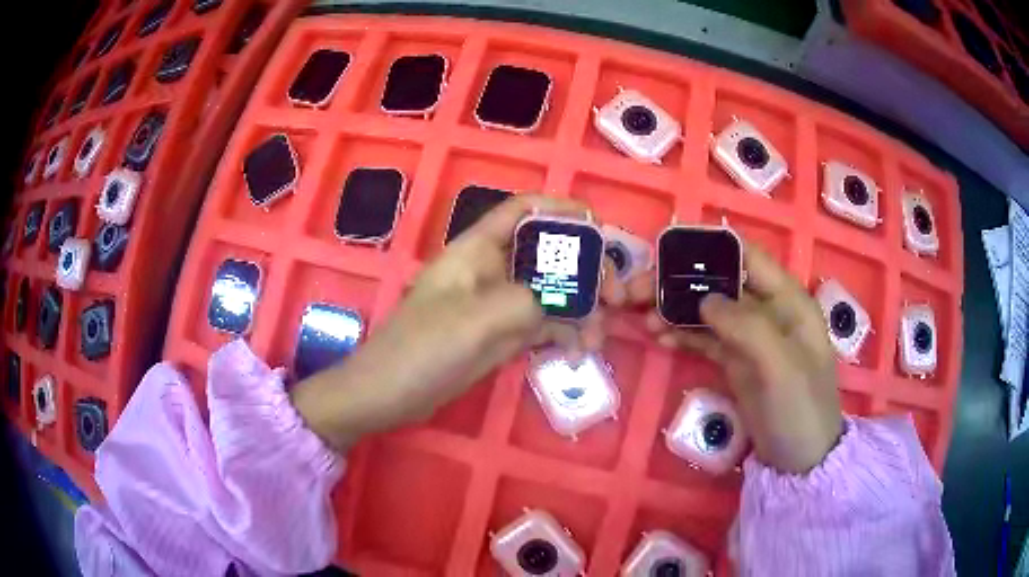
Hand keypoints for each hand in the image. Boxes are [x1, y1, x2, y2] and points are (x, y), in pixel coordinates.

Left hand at [291, 195, 621, 450]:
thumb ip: (529, 300)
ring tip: (598, 339)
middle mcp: (491, 269)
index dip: (562, 210)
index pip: (524, 211)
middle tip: (615, 297)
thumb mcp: (478, 320)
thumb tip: (569, 299)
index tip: (600, 229)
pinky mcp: (501, 333)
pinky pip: (542, 324)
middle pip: (548, 253)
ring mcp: (498, 303)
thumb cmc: (422, 349)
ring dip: (580, 310)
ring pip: (551, 292)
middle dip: (586, 270)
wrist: (390, 394)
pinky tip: (578, 354)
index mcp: (477, 249)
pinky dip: (564, 334)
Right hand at [632, 244, 842, 473]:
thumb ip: (747, 327)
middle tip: (640, 292)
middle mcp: (768, 311)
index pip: (749, 257)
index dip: (711, 249)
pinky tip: (660, 338)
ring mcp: (750, 337)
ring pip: (708, 310)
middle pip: (721, 283)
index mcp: (788, 300)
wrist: (800, 460)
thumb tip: (705, 298)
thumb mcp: (781, 367)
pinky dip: (683, 334)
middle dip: (681, 282)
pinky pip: (705, 338)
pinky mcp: (735, 361)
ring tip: (643, 319)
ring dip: (676, 310)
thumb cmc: (801, 409)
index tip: (669, 253)